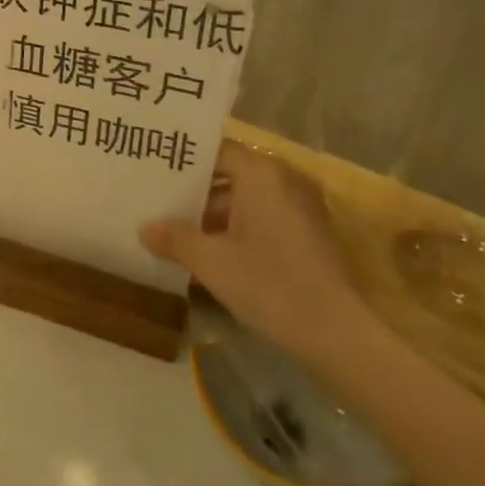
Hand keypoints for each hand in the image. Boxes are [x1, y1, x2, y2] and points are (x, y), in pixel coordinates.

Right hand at [141, 142, 380, 372]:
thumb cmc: (270, 284)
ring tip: (175, 234)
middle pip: (229, 175)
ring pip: (245, 201)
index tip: (152, 171)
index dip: (182, 161)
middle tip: (156, 204)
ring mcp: (300, 208)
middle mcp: (284, 180)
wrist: (339, 334)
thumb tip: (145, 228)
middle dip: (193, 194)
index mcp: (261, 173)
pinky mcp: (308, 235)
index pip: (215, 151)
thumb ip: (175, 238)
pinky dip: (237, 231)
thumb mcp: (211, 262)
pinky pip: (263, 220)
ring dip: (212, 217)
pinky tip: (210, 255)